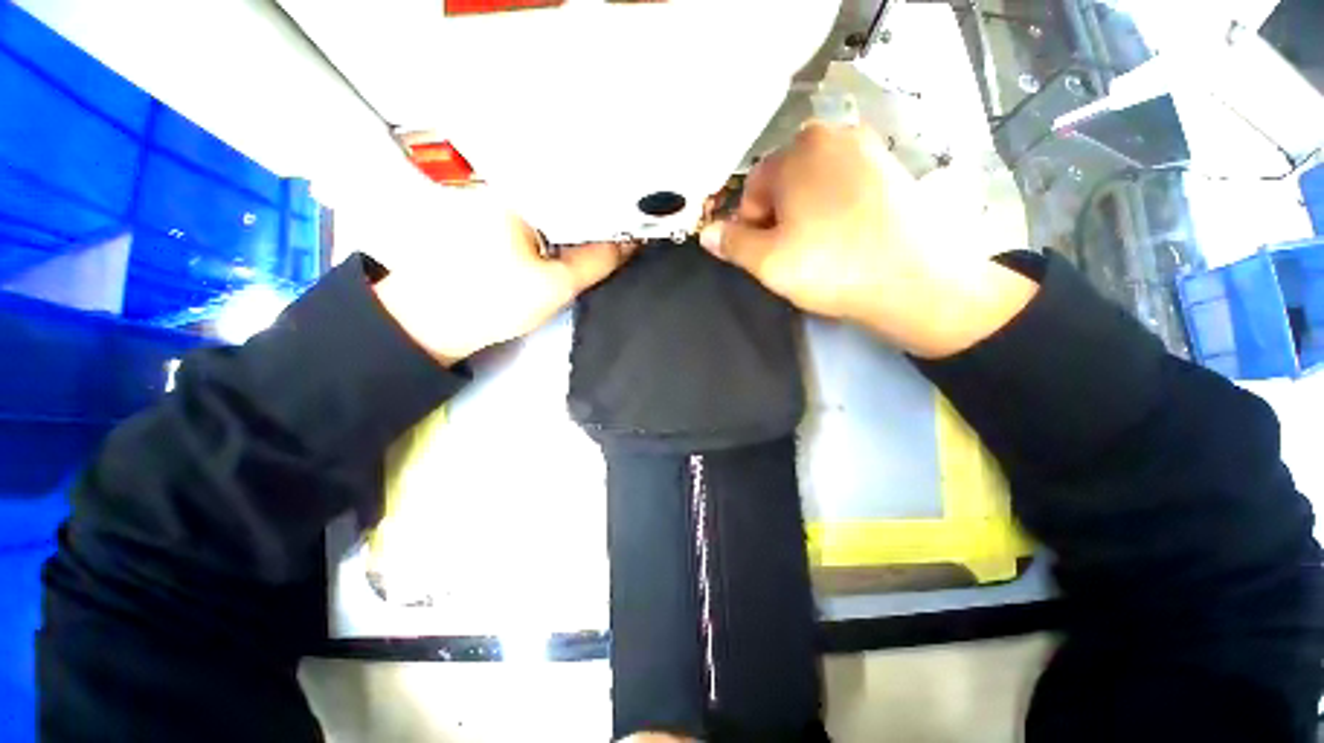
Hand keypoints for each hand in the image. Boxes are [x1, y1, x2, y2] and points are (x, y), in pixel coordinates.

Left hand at [370, 186, 632, 364]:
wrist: (433, 323)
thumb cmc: (492, 301)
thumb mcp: (554, 285)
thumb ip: (596, 262)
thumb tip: (631, 244)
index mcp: (517, 187)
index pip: (577, 175)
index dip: (613, 186)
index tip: (643, 197)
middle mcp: (505, 180)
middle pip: (567, 180)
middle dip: (601, 195)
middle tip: (638, 205)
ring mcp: (496, 195)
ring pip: (554, 194)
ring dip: (583, 206)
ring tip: (618, 214)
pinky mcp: (493, 214)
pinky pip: (539, 207)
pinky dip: (563, 216)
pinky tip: (584, 226)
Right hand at [699, 122, 1036, 358]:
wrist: (914, 281)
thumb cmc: (830, 266)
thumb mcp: (767, 262)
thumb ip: (731, 244)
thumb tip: (706, 233)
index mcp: (798, 150)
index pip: (753, 189)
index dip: (752, 226)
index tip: (766, 254)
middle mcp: (834, 134)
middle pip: (785, 183)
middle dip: (779, 217)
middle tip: (794, 253)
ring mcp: (869, 148)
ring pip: (815, 185)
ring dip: (806, 214)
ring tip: (821, 248)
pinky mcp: (893, 168)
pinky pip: (845, 186)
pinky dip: (836, 209)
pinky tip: (847, 237)